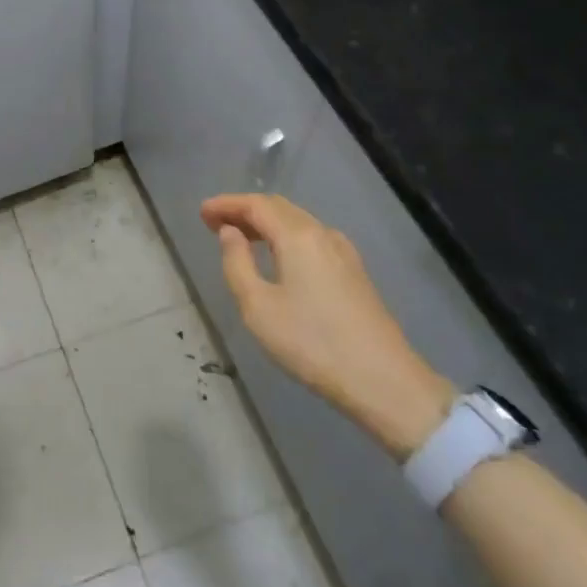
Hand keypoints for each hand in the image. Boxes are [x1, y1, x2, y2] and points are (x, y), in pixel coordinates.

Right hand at [201, 194, 454, 458]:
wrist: (385, 382)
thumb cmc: (312, 343)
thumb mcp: (258, 307)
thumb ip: (237, 263)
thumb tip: (230, 233)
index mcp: (298, 236)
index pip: (256, 205)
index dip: (226, 204)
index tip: (202, 212)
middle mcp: (322, 234)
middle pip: (278, 208)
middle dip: (244, 210)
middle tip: (215, 223)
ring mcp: (343, 252)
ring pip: (297, 223)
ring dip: (265, 224)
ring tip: (239, 238)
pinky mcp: (354, 272)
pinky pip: (311, 239)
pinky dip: (284, 237)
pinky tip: (276, 257)